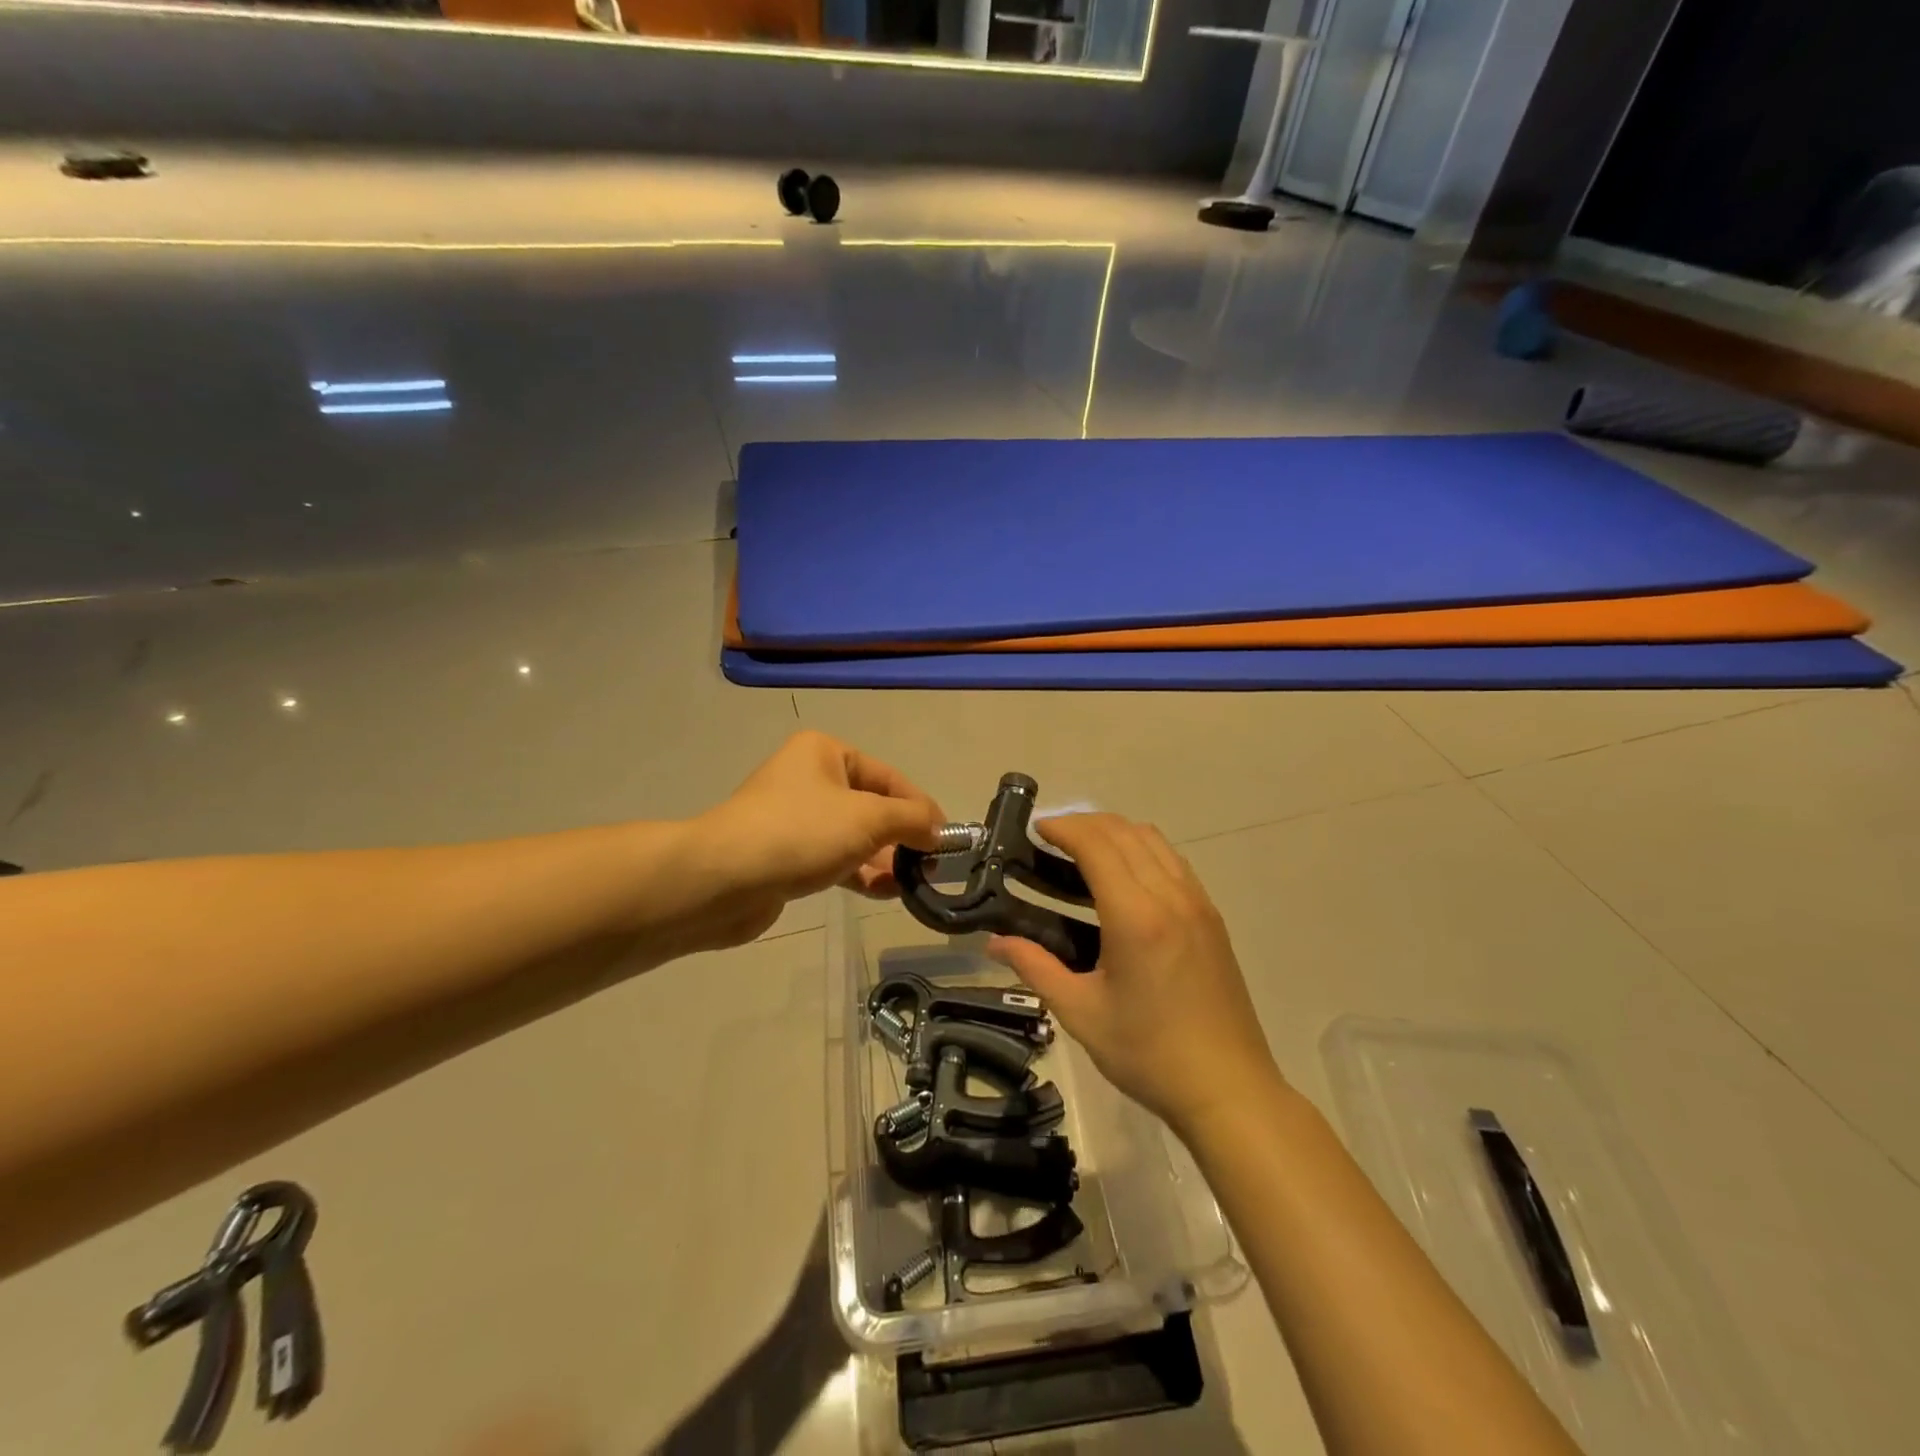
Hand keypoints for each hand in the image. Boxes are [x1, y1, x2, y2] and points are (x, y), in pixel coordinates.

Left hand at [689, 732, 944, 942]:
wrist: (723, 880)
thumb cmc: (800, 832)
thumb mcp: (868, 818)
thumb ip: (912, 819)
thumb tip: (940, 830)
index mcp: (825, 753)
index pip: (888, 777)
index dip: (921, 806)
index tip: (946, 839)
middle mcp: (810, 779)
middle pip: (872, 807)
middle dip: (903, 837)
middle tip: (931, 867)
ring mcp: (796, 819)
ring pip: (854, 837)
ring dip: (884, 859)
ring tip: (913, 884)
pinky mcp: (787, 856)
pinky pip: (835, 860)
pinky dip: (860, 874)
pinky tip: (885, 892)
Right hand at [988, 814, 1280, 1136]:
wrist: (1229, 1089)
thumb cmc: (1149, 1054)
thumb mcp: (1081, 1014)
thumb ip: (1035, 968)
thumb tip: (994, 942)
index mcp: (1136, 917)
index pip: (1097, 845)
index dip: (1064, 828)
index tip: (1036, 829)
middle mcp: (1171, 897)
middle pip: (1126, 832)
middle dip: (1085, 823)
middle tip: (1052, 839)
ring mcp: (1198, 904)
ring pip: (1154, 841)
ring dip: (1116, 832)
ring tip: (1084, 852)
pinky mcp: (1212, 918)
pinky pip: (1173, 862)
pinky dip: (1143, 850)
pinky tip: (1124, 879)